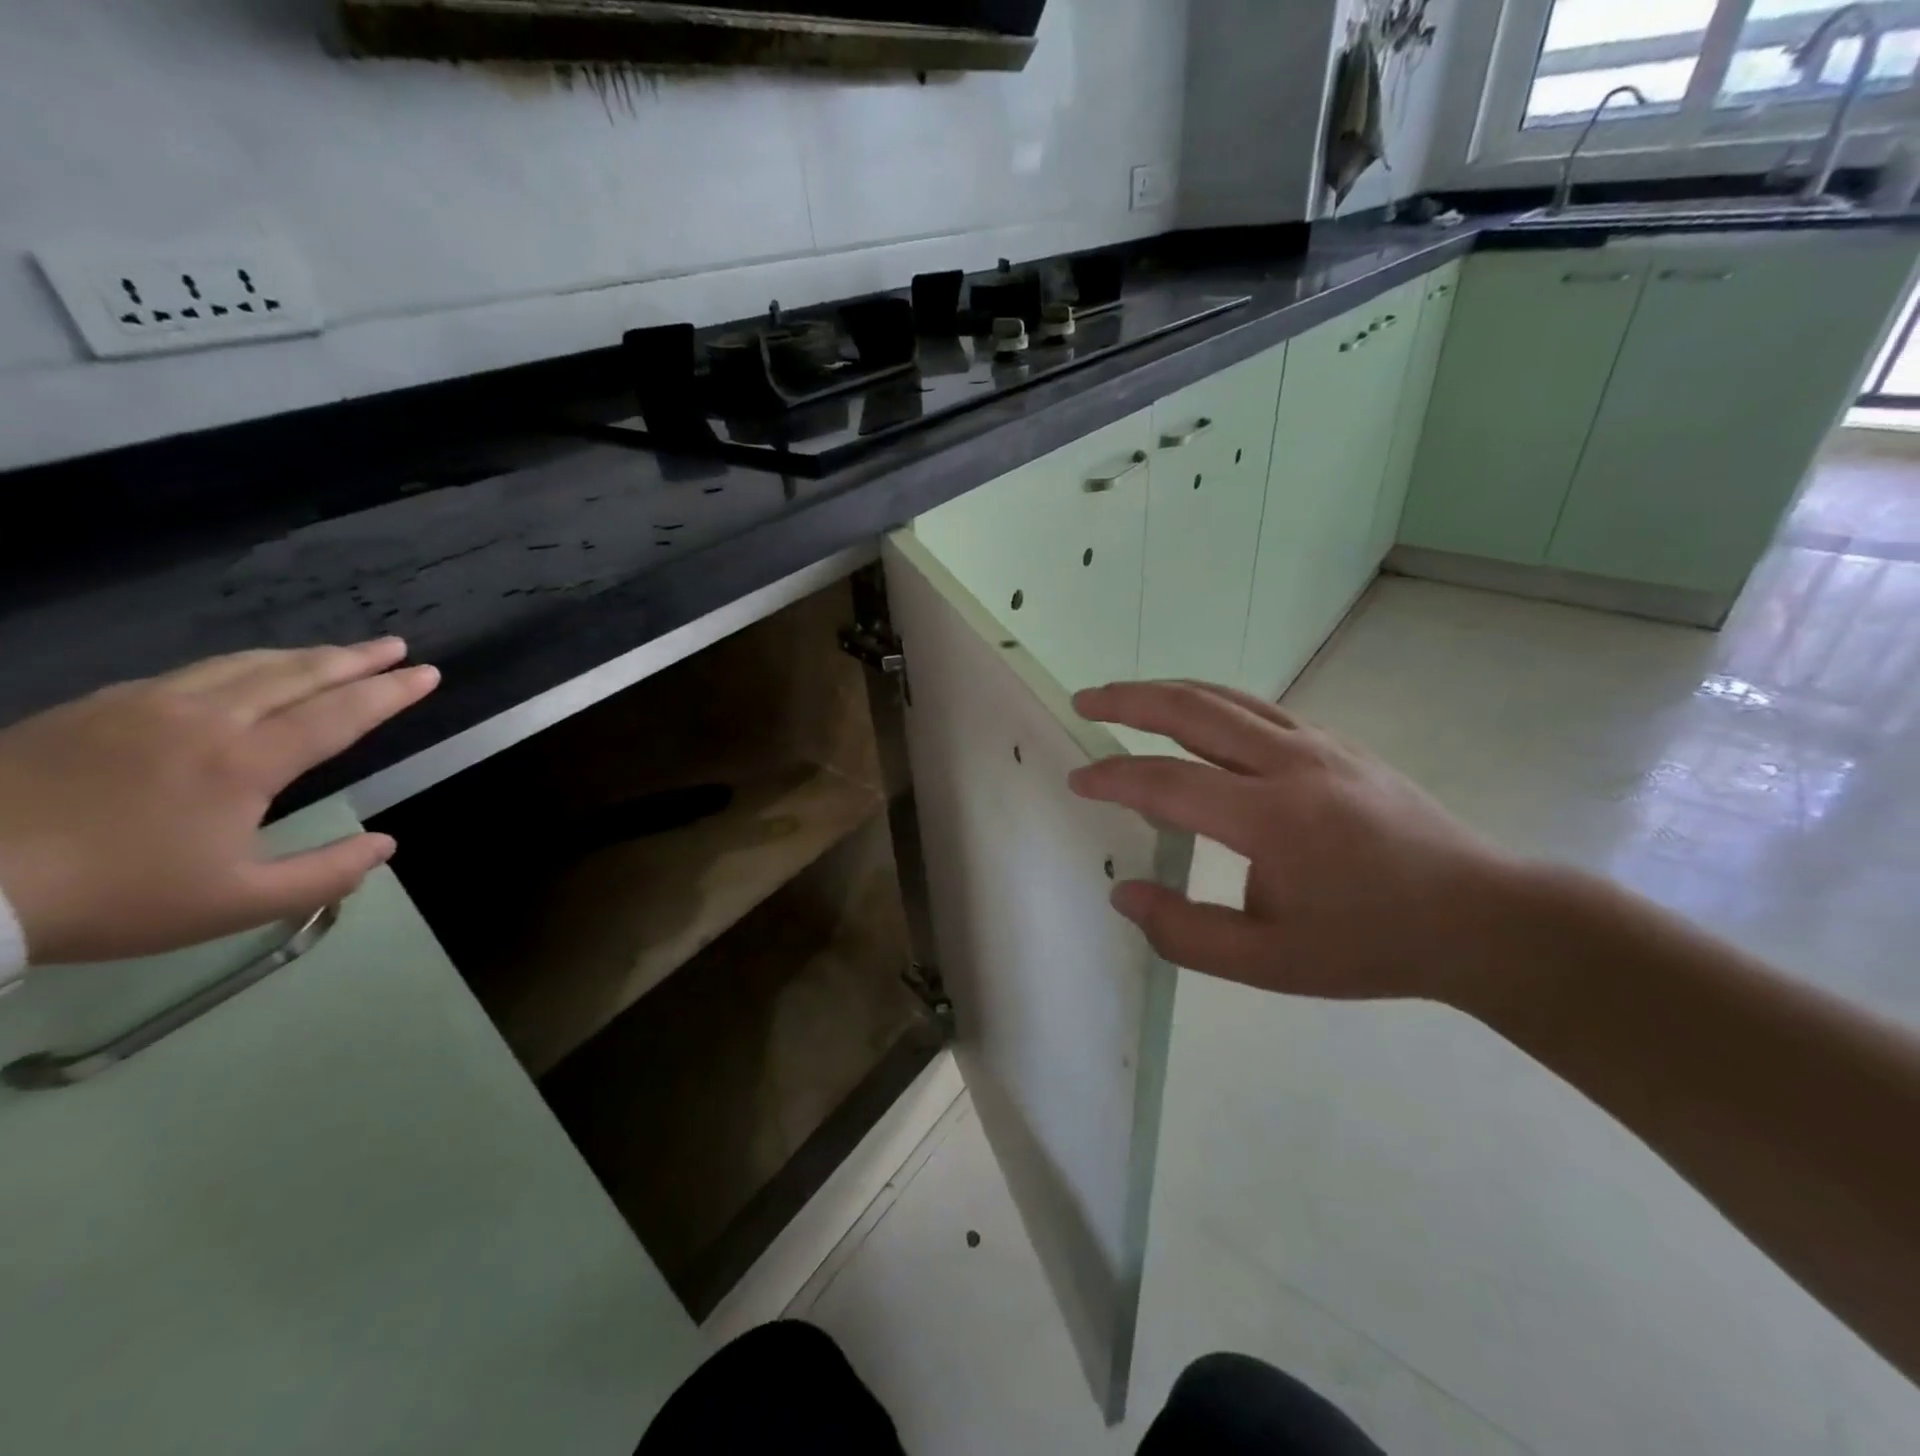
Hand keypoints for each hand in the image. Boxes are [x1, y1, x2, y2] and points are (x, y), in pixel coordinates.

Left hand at [0, 640, 439, 965]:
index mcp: (246, 762)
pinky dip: (238, 666)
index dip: (390, 693)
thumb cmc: (111, 895)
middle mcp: (205, 718)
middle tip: (395, 646)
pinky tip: (242, 673)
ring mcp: (144, 706)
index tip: (428, 673)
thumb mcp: (235, 904)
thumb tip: (385, 845)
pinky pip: (188, 673)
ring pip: (241, 664)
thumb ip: (324, 875)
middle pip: (296, 674)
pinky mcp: (93, 709)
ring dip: (300, 655)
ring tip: (335, 653)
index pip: (339, 714)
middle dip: (354, 658)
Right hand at [1068, 680, 1519, 1005]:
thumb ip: (1184, 932)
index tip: (1077, 779)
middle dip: (1128, 699)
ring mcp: (1318, 744)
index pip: (1167, 783)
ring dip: (1167, 690)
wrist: (1480, 917)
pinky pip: (1257, 709)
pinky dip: (1210, 703)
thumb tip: (1122, 894)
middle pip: (1192, 710)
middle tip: (1084, 699)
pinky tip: (1196, 719)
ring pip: (1226, 697)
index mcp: (1271, 819)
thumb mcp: (1269, 962)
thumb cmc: (1372, 944)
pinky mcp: (1336, 743)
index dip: (1113, 777)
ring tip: (1126, 695)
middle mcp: (1290, 764)